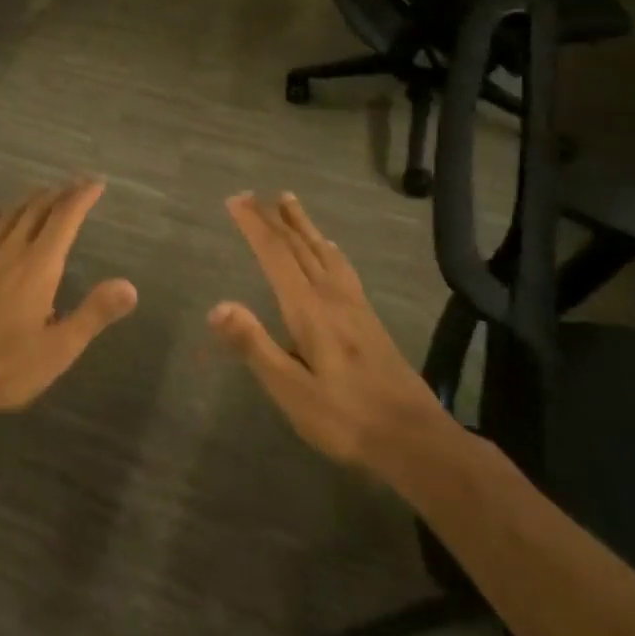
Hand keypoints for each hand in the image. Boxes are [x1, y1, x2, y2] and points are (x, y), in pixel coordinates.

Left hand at [0, 180, 136, 421]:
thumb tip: (129, 286)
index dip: (81, 197)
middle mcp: (9, 252)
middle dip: (59, 193)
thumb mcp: (58, 349)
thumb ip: (94, 313)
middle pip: (36, 210)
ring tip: (44, 193)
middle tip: (76, 185)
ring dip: (29, 200)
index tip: (96, 183)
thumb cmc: (5, 367)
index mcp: (38, 267)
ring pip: (8, 216)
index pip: (64, 219)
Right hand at [209, 192, 446, 473]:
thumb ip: (254, 346)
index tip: (234, 200)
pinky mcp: (369, 319)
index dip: (254, 226)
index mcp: (309, 310)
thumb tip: (217, 306)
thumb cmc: (346, 418)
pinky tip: (331, 249)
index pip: (276, 256)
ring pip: (323, 252)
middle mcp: (332, 297)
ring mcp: (354, 306)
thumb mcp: (291, 390)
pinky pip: (342, 267)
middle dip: (273, 219)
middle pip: (299, 247)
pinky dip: (327, 248)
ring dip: (302, 225)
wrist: (417, 440)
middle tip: (252, 194)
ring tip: (288, 201)